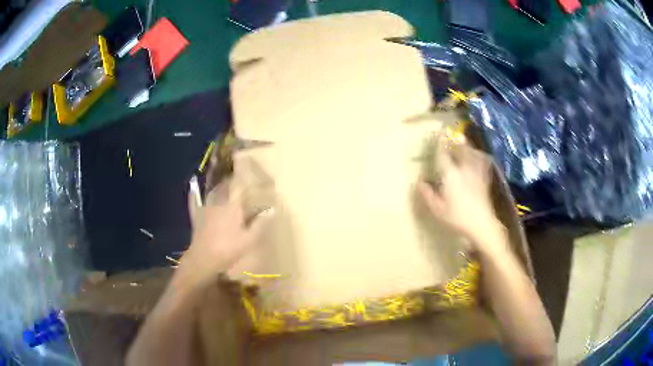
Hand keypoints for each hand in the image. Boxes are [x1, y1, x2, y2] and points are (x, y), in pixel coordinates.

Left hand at [183, 180, 272, 284]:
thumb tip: (272, 210)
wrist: (203, 258)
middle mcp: (218, 201)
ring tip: (222, 180)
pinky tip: (193, 188)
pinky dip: (195, 194)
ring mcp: (206, 207)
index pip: (239, 186)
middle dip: (231, 179)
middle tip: (236, 176)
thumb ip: (260, 224)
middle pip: (225, 186)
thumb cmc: (228, 249)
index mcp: (232, 206)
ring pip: (212, 191)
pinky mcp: (197, 215)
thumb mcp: (249, 240)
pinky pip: (195, 200)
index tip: (251, 171)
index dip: (245, 177)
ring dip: (217, 185)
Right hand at [417, 137, 503, 248]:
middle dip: (456, 141)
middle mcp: (464, 169)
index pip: (444, 155)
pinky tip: (479, 155)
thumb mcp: (437, 209)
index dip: (441, 143)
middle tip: (452, 134)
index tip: (439, 133)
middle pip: (461, 150)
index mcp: (451, 175)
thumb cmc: (457, 217)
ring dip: (467, 145)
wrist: (481, 224)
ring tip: (463, 140)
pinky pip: (483, 162)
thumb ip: (427, 194)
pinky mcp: (484, 179)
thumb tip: (419, 181)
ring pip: (472, 153)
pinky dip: (480, 156)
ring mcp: (476, 173)